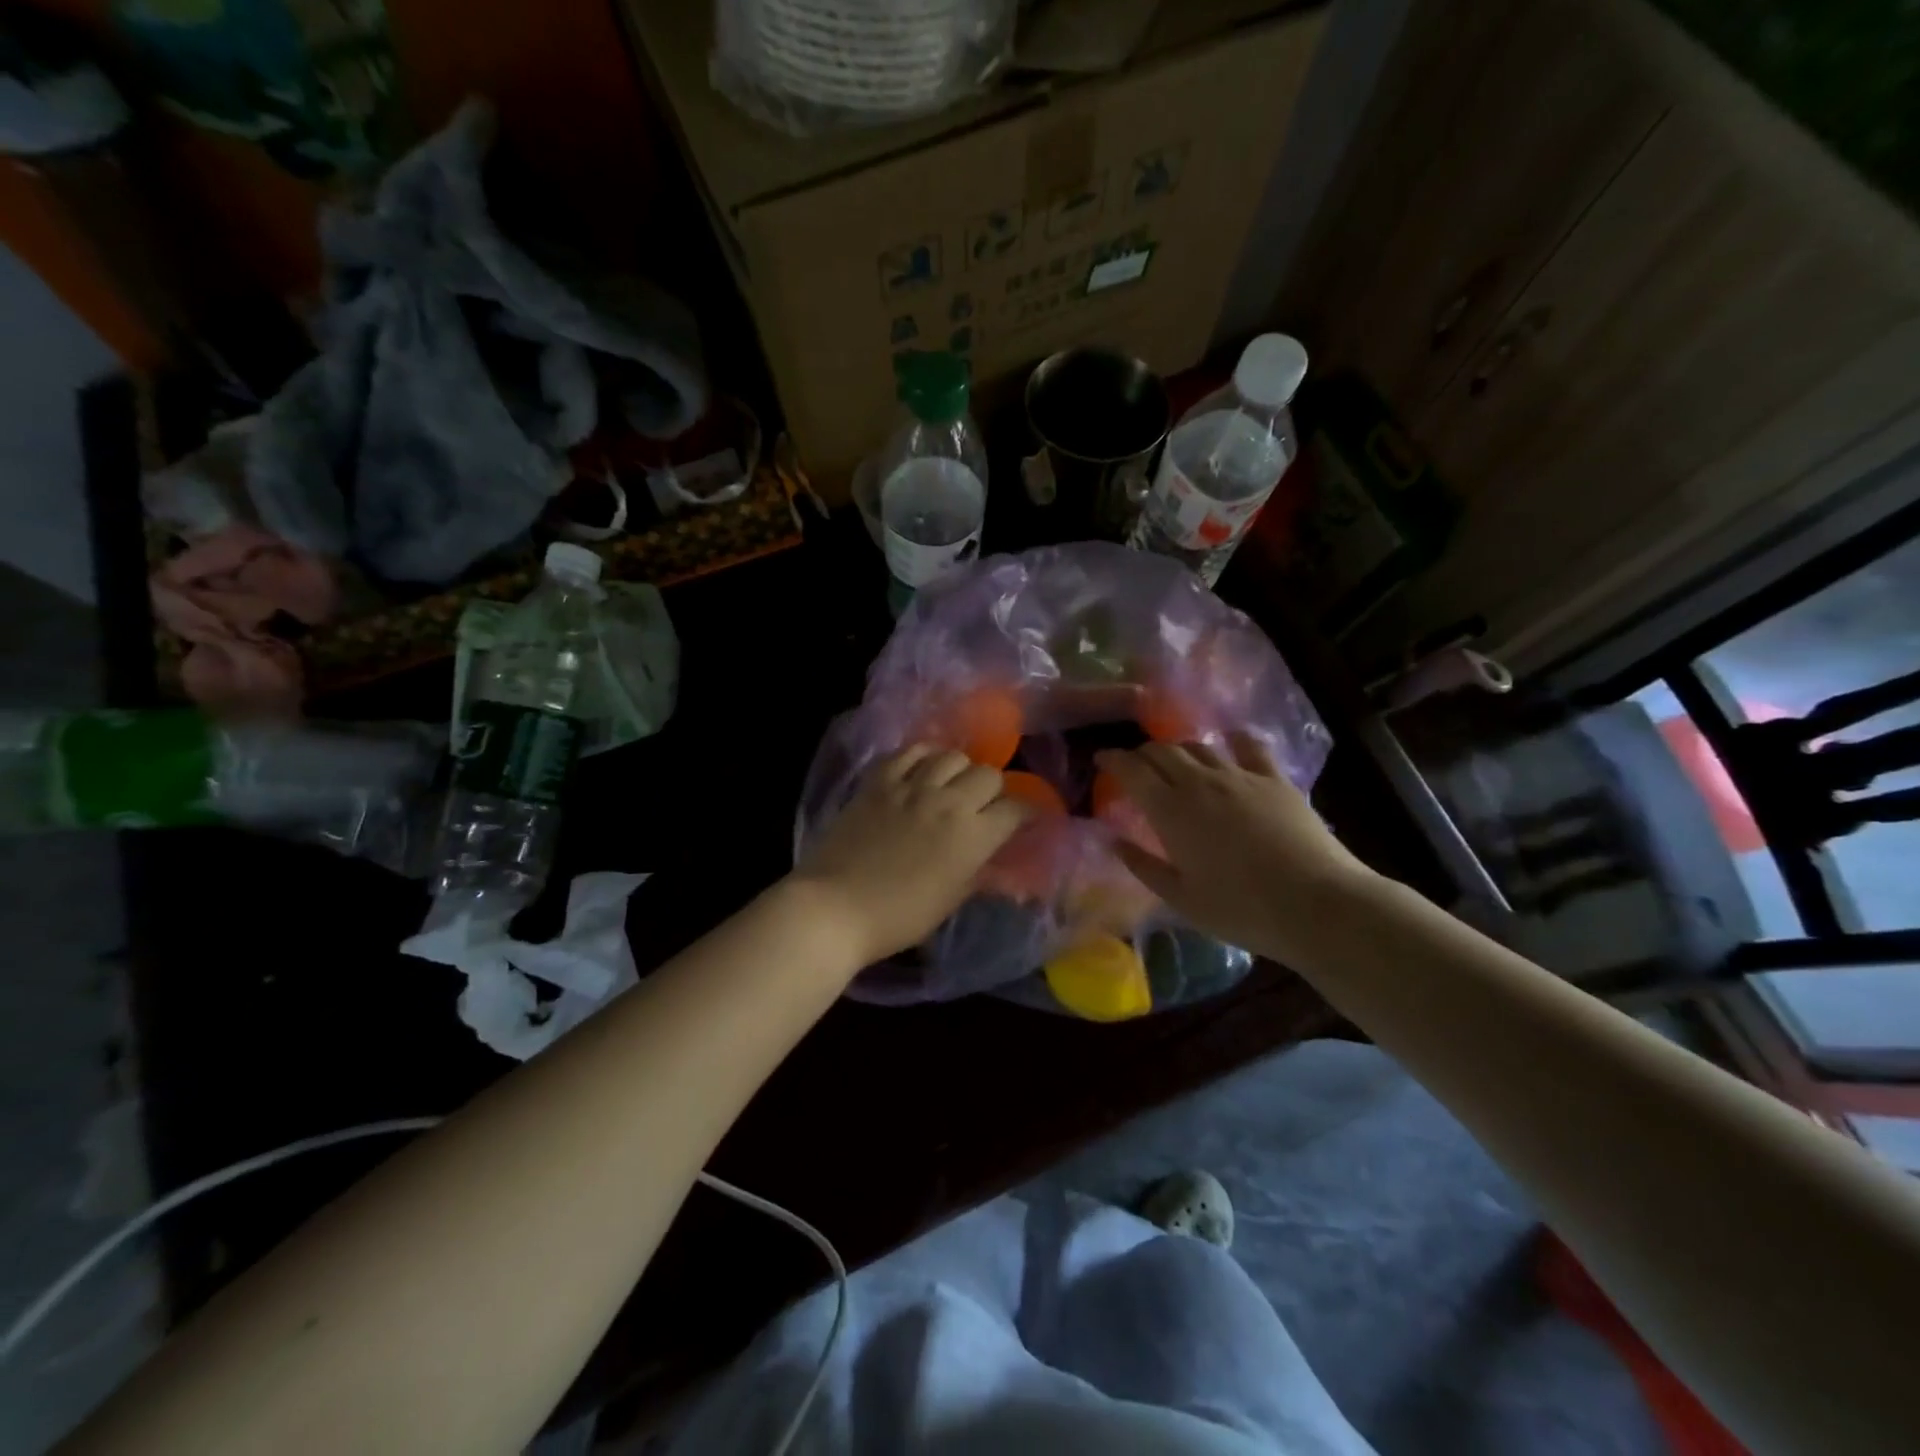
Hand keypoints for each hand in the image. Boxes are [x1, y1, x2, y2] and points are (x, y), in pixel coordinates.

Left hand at [791, 745, 1029, 967]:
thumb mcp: (950, 901)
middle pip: (989, 774)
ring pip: (952, 755)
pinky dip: (923, 756)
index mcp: (973, 836)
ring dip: (960, 770)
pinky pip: (910, 751)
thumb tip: (1003, 869)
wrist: (835, 907)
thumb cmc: (898, 917)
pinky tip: (921, 769)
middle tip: (984, 806)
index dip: (1026, 814)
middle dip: (994, 790)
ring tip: (951, 784)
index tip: (1024, 821)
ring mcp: (911, 786)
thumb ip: (980, 875)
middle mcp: (949, 802)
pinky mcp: (879, 780)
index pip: (1016, 809)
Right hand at [1096, 734, 1379, 967]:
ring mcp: (1240, 775)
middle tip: (1135, 766)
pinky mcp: (1274, 778)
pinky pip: (1248, 746)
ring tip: (1175, 760)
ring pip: (1199, 745)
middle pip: (1162, 750)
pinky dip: (1231, 739)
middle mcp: (1200, 782)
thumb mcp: (1181, 899)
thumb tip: (1113, 841)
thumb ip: (1143, 866)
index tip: (1101, 759)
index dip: (1113, 759)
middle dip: (1142, 753)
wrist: (1316, 904)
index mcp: (1170, 811)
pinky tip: (1228, 741)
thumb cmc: (1241, 909)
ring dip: (1179, 748)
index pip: (1132, 770)